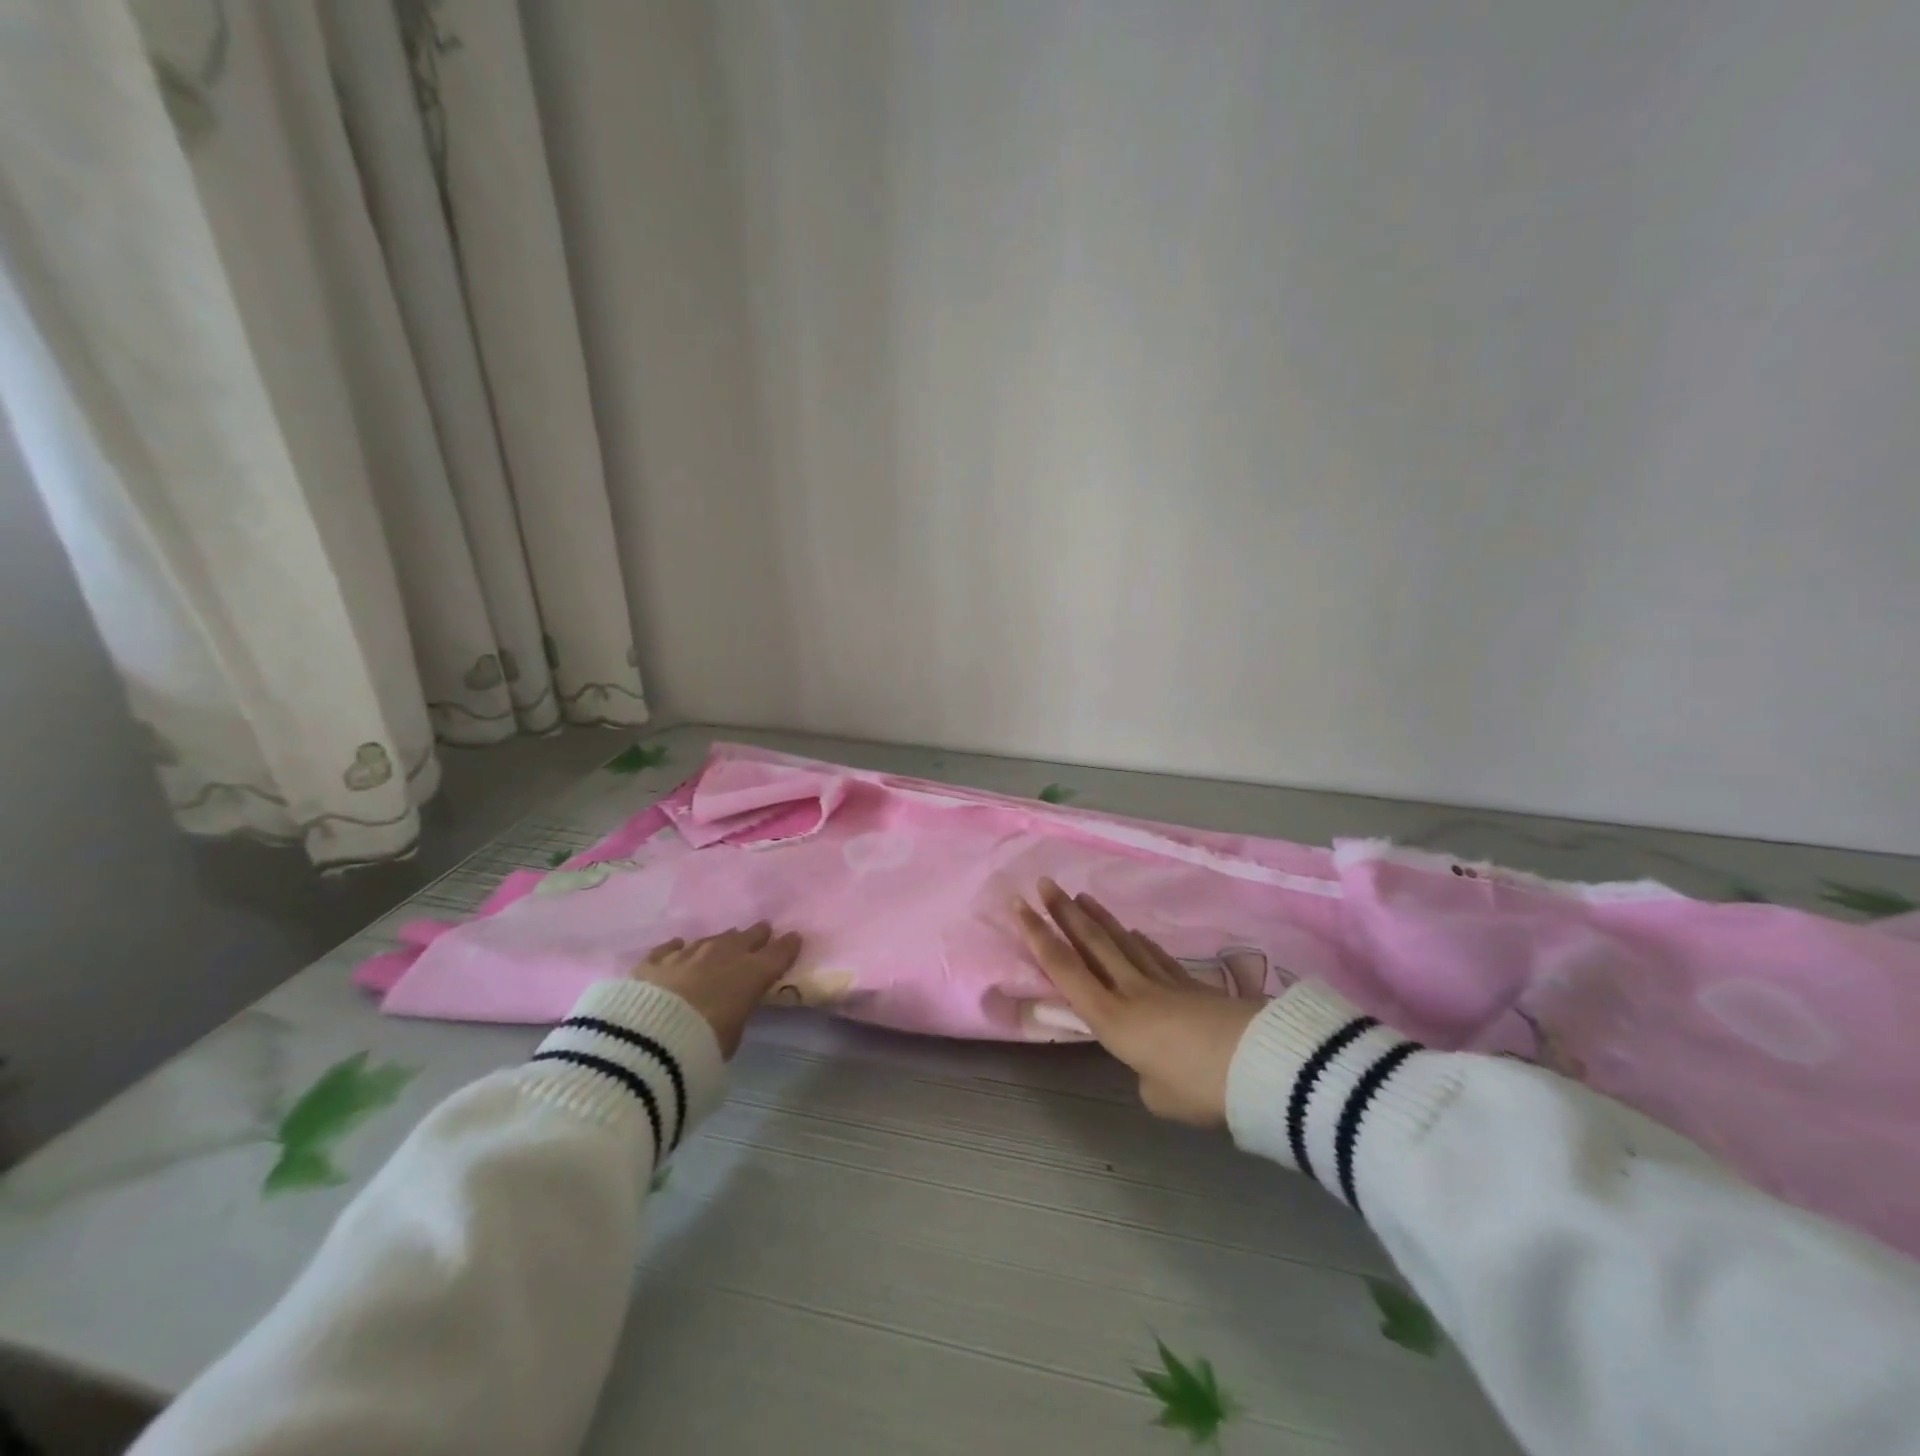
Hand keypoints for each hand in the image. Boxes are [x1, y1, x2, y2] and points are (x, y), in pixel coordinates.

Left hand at [633, 923, 801, 1056]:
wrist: (649, 1038)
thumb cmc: (703, 1043)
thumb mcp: (733, 1035)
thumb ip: (737, 1012)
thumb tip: (731, 1006)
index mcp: (751, 974)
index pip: (777, 954)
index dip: (787, 945)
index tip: (794, 937)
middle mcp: (723, 956)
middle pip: (746, 938)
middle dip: (756, 935)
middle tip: (763, 931)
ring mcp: (687, 954)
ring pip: (711, 940)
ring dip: (720, 941)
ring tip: (725, 941)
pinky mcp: (655, 960)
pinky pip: (671, 948)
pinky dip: (678, 948)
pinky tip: (678, 945)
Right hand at [1015, 881, 1263, 1125]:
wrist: (1262, 1064)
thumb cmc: (1199, 1086)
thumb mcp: (1158, 1096)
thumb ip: (1145, 1077)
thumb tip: (1153, 1067)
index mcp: (1112, 1018)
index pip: (1065, 970)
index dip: (1038, 937)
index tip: (1020, 906)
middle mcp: (1131, 991)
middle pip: (1092, 944)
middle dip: (1064, 912)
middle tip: (1045, 883)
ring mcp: (1164, 983)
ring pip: (1123, 943)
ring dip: (1099, 919)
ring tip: (1082, 897)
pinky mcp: (1193, 985)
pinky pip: (1157, 957)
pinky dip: (1141, 943)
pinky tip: (1135, 933)